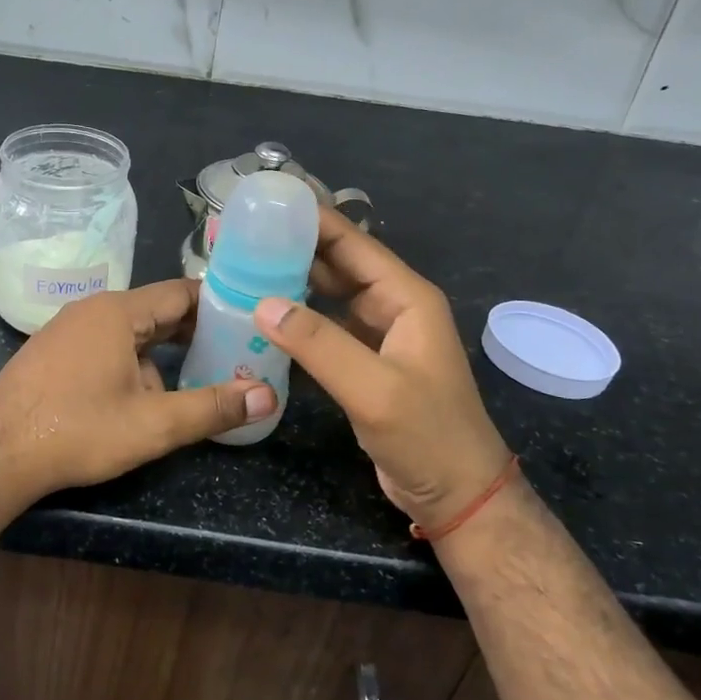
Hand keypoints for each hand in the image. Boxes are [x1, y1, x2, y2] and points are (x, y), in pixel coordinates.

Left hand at [0, 280, 276, 505]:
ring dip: (160, 353)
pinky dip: (130, 360)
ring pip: (129, 332)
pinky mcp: (51, 352)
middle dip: (194, 332)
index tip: (249, 319)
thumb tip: (267, 396)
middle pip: (155, 310)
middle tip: (233, 351)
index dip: (219, 304)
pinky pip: (103, 345)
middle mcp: (91, 309)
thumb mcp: (153, 425)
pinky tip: (138, 395)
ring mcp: (66, 329)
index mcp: (118, 312)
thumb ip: (212, 408)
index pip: (181, 293)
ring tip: (193, 379)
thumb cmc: (78, 431)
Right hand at [254, 210, 511, 534]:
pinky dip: (298, 319)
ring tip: (245, 267)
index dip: (314, 220)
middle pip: (339, 264)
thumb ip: (319, 344)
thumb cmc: (427, 436)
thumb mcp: (373, 388)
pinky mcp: (365, 363)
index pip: (354, 244)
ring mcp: (379, 337)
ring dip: (294, 281)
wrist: (457, 495)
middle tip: (243, 235)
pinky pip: (326, 328)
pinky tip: (265, 317)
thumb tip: (262, 303)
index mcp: (406, 298)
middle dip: (296, 247)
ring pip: (330, 296)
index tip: (268, 203)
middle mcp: (393, 308)